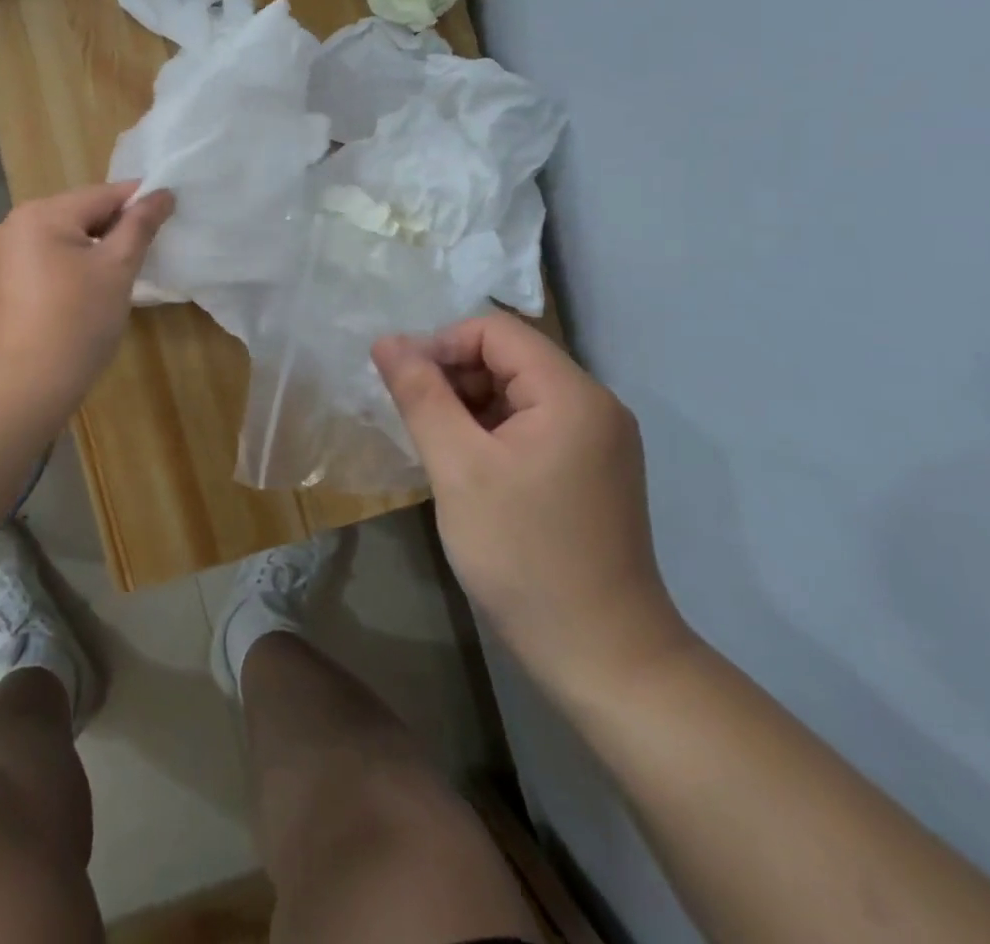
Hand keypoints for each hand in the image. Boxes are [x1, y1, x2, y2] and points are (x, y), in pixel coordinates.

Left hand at [0, 182, 174, 408]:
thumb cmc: (78, 322)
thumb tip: (161, 193)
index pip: (102, 195)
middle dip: (106, 231)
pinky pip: (29, 269)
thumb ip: (139, 226)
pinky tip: (65, 306)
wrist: (20, 388)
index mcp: (41, 214)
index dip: (138, 202)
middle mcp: (9, 226)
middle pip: (73, 216)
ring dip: (79, 253)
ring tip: (102, 285)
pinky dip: (53, 276)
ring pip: (50, 243)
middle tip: (135, 258)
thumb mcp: (117, 270)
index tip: (165, 214)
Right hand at [373, 314, 692, 701]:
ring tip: (435, 447)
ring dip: (468, 405)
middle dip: (453, 376)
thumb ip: (421, 395)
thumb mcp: (458, 468)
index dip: (441, 345)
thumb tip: (386, 341)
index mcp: (571, 393)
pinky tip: (465, 467)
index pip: (495, 331)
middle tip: (415, 420)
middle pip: (509, 357)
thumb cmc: (523, 555)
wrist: (603, 657)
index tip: (403, 386)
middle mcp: (594, 405)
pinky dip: (491, 432)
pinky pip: (532, 425)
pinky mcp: (591, 470)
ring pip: (517, 392)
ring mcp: (597, 440)